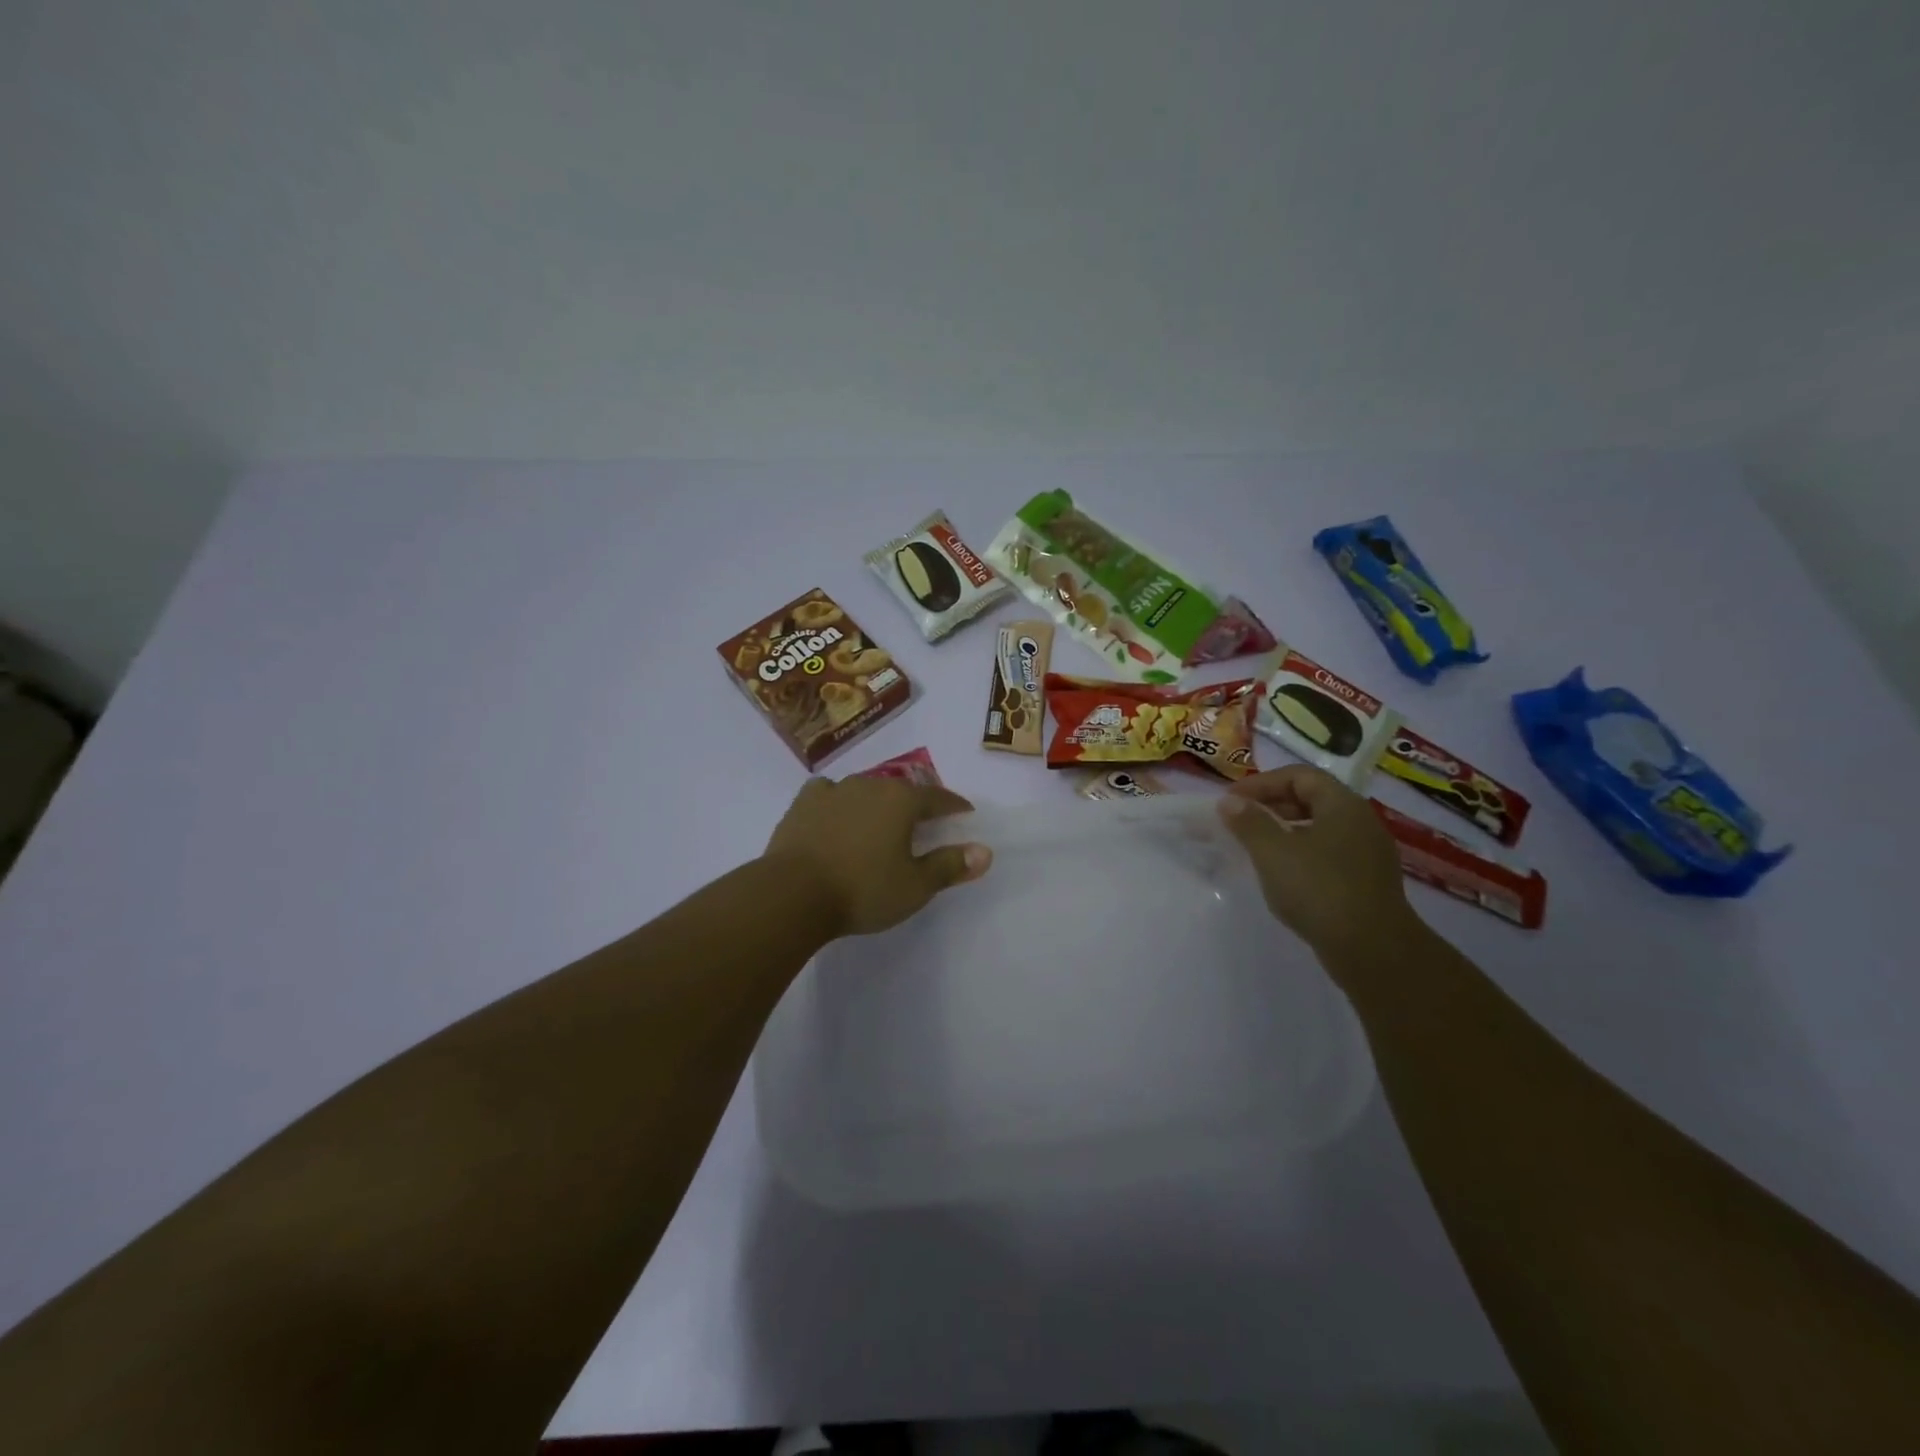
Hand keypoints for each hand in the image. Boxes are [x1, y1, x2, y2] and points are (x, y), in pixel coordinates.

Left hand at [763, 776, 991, 937]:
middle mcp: (869, 785)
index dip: (954, 805)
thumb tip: (985, 851)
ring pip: (864, 788)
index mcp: (901, 800)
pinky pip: (828, 793)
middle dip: (915, 802)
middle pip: (901, 789)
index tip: (965, 812)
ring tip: (879, 818)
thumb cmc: (863, 889)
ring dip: (876, 800)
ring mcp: (833, 791)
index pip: (937, 797)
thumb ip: (950, 866)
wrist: (793, 893)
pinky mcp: (803, 804)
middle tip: (923, 819)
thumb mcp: (915, 886)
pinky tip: (835, 812)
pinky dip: (838, 800)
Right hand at [1219, 765, 1419, 962]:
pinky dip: (1301, 853)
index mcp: (1342, 805)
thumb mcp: (1273, 852)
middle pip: (1312, 798)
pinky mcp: (1368, 882)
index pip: (1299, 775)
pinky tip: (1282, 875)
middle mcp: (1361, 822)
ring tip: (1255, 847)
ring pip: (1320, 828)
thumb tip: (1230, 802)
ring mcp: (1368, 854)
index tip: (1231, 801)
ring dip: (1285, 831)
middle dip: (1272, 805)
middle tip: (1239, 820)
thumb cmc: (1319, 890)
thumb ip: (1249, 822)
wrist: (1373, 951)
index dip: (1261, 783)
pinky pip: (1329, 853)